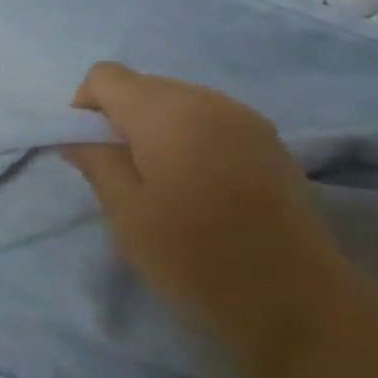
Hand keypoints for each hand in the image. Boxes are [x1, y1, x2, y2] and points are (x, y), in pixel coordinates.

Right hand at [63, 63, 350, 377]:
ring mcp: (242, 115)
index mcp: (165, 110)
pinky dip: (194, 139)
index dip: (87, 107)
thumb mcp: (128, 215)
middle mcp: (204, 98)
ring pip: (179, 102)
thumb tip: (78, 134)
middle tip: (127, 178)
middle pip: (144, 86)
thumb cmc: (197, 258)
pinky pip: (213, 120)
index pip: (106, 75)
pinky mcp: (269, 139)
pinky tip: (207, 190)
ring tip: (169, 186)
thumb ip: (96, 161)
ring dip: (160, 130)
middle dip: (123, 120)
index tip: (92, 153)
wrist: (299, 302)